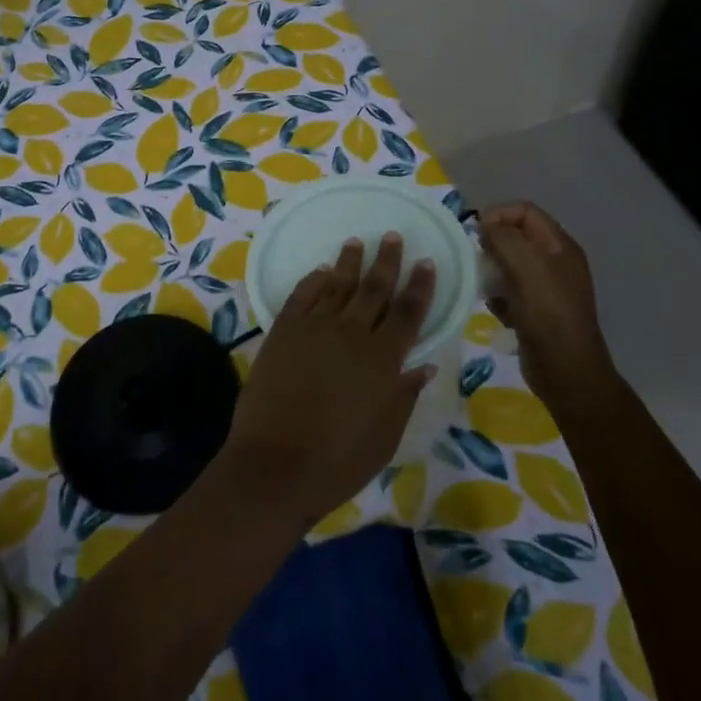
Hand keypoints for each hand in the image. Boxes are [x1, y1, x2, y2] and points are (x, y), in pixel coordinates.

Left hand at [216, 233, 434, 529]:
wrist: (274, 463)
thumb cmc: (337, 461)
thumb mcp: (384, 437)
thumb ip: (404, 396)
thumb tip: (422, 365)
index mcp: (383, 361)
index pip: (408, 313)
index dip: (419, 286)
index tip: (426, 262)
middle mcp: (352, 334)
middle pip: (375, 288)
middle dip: (387, 261)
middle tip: (393, 236)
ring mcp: (314, 328)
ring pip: (337, 285)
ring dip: (349, 262)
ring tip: (358, 242)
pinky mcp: (283, 330)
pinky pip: (303, 295)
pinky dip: (313, 280)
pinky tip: (321, 270)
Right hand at [478, 202, 615, 403]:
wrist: (566, 370)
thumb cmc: (548, 313)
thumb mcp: (525, 266)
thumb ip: (502, 238)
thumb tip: (484, 226)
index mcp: (559, 246)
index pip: (525, 211)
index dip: (498, 214)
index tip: (476, 234)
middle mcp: (555, 262)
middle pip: (516, 237)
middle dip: (492, 245)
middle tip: (477, 261)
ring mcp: (547, 288)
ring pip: (509, 265)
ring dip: (492, 273)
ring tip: (485, 288)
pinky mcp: (536, 311)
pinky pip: (510, 291)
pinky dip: (499, 297)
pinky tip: (497, 311)